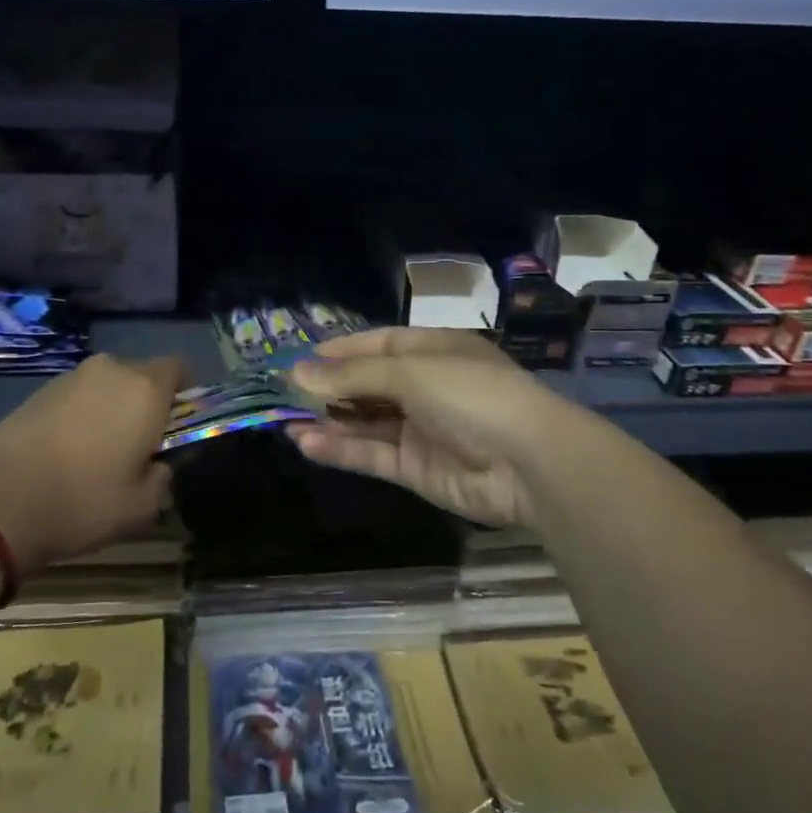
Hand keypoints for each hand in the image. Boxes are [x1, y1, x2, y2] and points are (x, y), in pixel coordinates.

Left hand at [0, 353, 184, 572]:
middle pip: (142, 375)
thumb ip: (163, 477)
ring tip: (98, 454)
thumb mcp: (143, 506)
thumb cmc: (84, 500)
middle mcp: (112, 371)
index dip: (185, 392)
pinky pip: (77, 396)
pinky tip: (67, 453)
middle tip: (140, 446)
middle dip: (146, 403)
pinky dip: (81, 416)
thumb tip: (158, 464)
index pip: (180, 367)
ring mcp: (71, 378)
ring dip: (111, 409)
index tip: (179, 425)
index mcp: (146, 389)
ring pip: (107, 386)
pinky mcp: (38, 391)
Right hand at [286, 328, 572, 530]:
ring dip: (327, 421)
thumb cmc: (471, 395)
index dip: (339, 351)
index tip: (298, 359)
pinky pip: (371, 454)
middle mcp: (425, 387)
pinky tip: (306, 444)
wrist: (530, 463)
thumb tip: (298, 372)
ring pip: (364, 422)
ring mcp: (420, 429)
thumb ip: (352, 376)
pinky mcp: (416, 468)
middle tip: (282, 394)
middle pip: (367, 384)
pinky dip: (340, 449)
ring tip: (284, 421)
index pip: (377, 345)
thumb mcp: (410, 373)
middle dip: (327, 389)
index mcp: (432, 351)